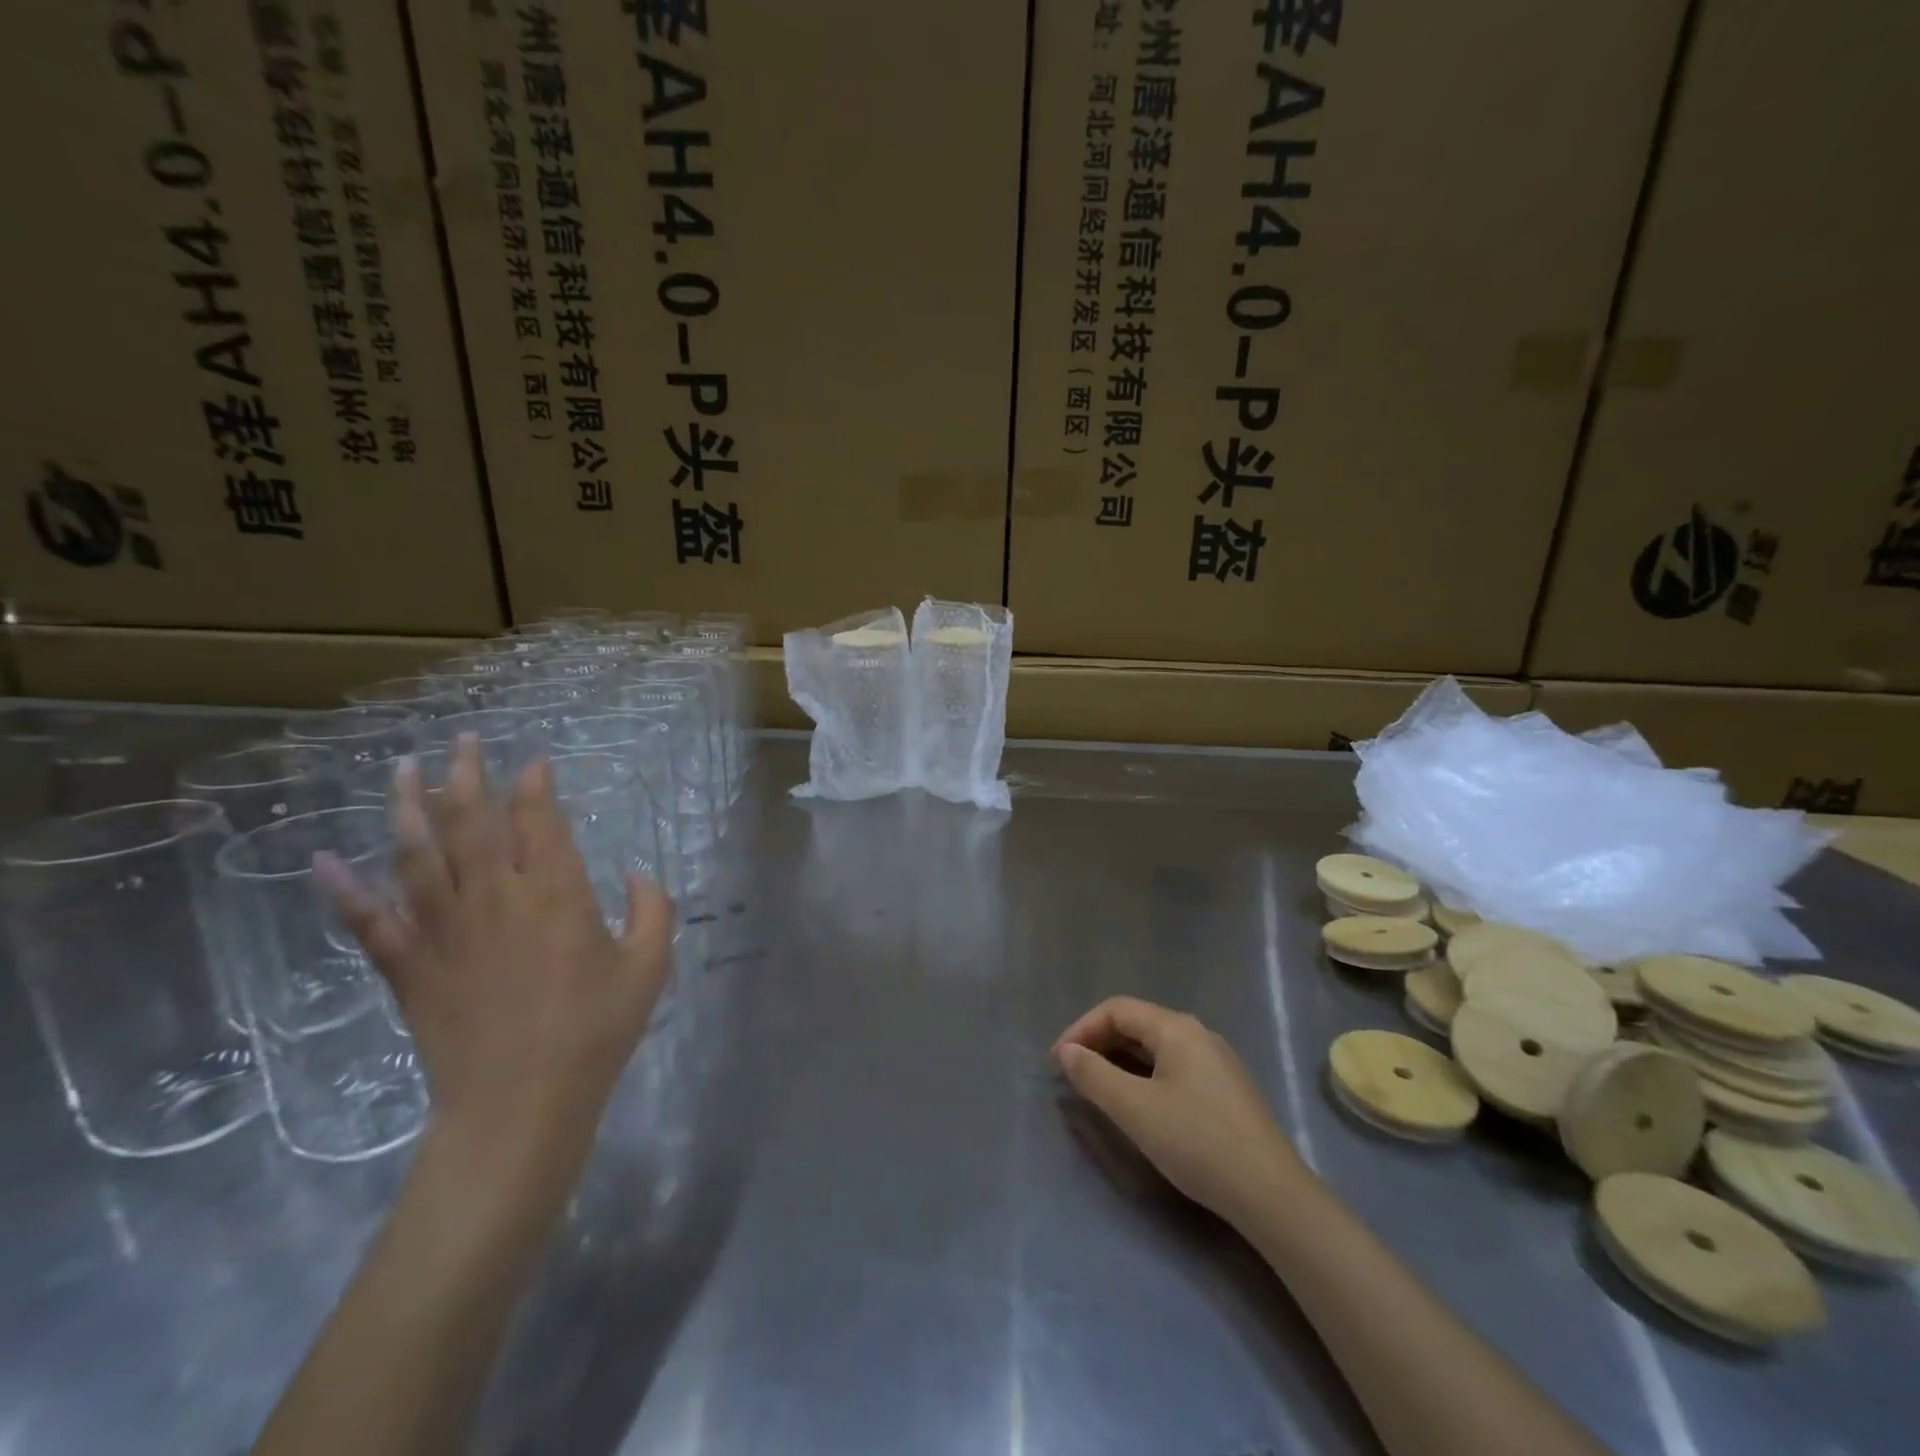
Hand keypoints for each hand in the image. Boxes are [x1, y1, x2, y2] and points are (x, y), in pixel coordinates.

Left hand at [317, 735, 674, 1150]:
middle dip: (468, 775)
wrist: (519, 1104)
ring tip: (400, 769)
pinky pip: (369, 921)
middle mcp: (496, 898)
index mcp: (557, 894)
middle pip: (473, 822)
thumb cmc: (594, 1032)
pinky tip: (323, 860)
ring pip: (417, 854)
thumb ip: (653, 911)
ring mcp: (444, 929)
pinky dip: (343, 890)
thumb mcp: (648, 968)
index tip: (533, 761)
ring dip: (406, 807)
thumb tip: (638, 875)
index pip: (539, 821)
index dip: (535, 785)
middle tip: (463, 741)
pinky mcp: (409, 966)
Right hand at [1054, 997, 1303, 1225]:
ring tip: (1097, 1088)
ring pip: (1155, 1047)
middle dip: (1099, 1043)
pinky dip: (1144, 1075)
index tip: (1057, 1062)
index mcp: (1177, 1028)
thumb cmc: (1197, 1142)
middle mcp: (1198, 1033)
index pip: (1117, 1009)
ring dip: (1120, 1061)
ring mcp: (1216, 1061)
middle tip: (1072, 1074)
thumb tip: (1067, 1052)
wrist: (1271, 1194)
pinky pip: (1173, 1067)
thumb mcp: (1135, 1109)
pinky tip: (1138, 1103)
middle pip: (1137, 1023)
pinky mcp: (1225, 1089)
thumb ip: (1094, 1075)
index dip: (1081, 1029)